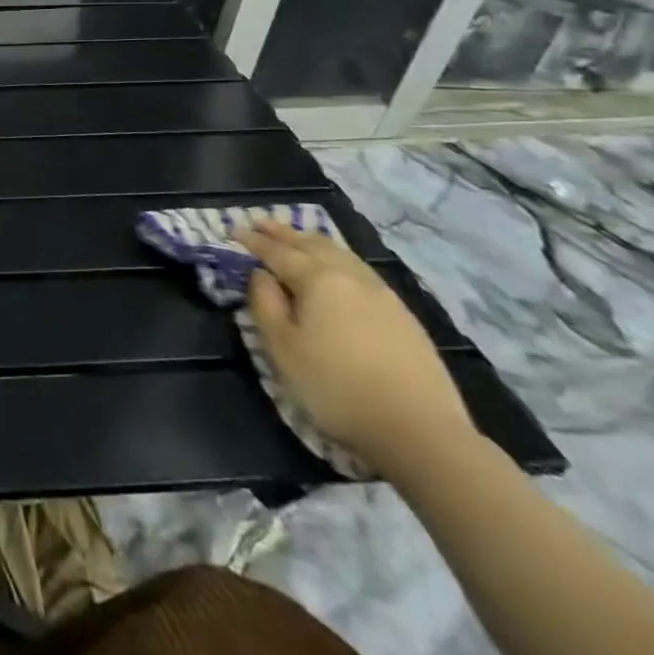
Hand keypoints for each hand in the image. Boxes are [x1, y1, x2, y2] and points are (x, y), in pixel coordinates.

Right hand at [240, 222, 475, 475]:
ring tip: (298, 238)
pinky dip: (339, 258)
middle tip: (261, 223)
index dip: (254, 241)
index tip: (234, 230)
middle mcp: (350, 277)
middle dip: (284, 232)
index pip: (278, 252)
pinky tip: (339, 269)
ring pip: (342, 254)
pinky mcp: (403, 315)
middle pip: (312, 244)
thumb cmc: (335, 387)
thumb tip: (260, 274)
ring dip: (313, 241)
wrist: (419, 430)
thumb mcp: (282, 348)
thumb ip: (264, 303)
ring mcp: (383, 295)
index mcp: (317, 280)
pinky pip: (361, 271)